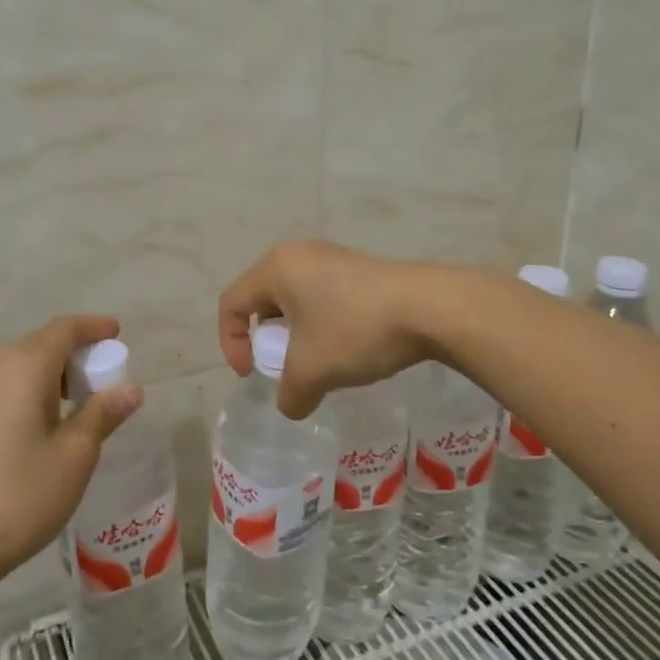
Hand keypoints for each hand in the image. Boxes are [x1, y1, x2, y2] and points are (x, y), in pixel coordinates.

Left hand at [0, 315, 142, 593]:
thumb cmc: (21, 495)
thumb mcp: (76, 455)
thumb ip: (103, 413)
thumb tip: (130, 388)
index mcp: (24, 368)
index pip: (64, 329)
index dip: (93, 327)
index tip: (116, 333)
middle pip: (40, 345)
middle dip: (75, 353)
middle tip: (103, 377)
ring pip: (18, 369)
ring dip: (51, 375)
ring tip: (75, 405)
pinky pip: (2, 390)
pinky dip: (28, 393)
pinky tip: (38, 428)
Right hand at [217, 240, 435, 418]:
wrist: (429, 308)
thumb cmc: (355, 330)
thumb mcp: (312, 371)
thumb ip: (289, 394)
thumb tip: (291, 405)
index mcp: (276, 268)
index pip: (231, 303)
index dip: (230, 343)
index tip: (252, 375)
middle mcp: (299, 254)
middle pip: (263, 299)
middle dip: (266, 339)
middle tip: (283, 367)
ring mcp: (332, 257)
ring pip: (296, 299)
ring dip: (297, 335)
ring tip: (318, 363)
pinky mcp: (360, 268)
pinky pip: (324, 296)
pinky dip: (322, 325)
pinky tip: (347, 348)